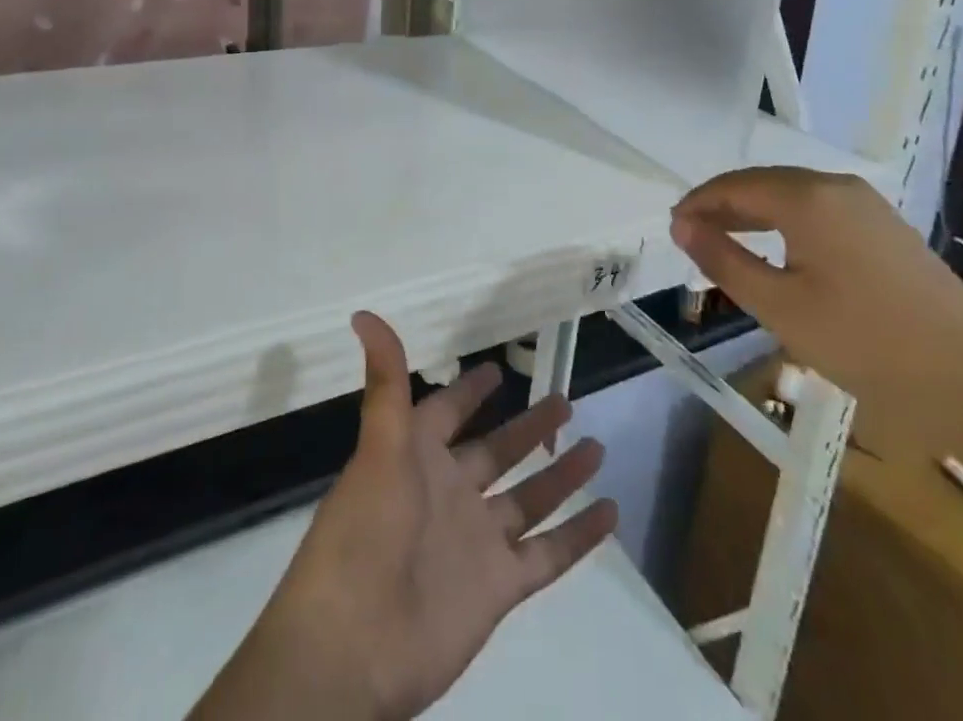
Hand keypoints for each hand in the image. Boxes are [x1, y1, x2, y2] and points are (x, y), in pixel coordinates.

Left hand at [190, 313, 617, 720]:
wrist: (353, 648)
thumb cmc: (363, 533)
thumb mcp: (378, 447)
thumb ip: (384, 381)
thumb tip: (363, 313)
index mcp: (416, 457)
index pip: (447, 412)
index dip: (469, 391)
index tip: (496, 369)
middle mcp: (449, 492)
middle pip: (497, 451)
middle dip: (528, 427)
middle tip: (563, 400)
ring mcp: (476, 540)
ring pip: (528, 497)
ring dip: (560, 473)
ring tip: (595, 445)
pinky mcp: (498, 586)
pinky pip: (548, 552)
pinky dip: (578, 533)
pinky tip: (609, 510)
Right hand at [671, 168, 962, 459]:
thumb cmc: (865, 344)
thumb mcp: (779, 306)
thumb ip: (724, 259)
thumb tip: (681, 226)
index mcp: (808, 197)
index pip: (735, 186)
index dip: (699, 203)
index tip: (672, 227)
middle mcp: (837, 187)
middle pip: (764, 183)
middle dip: (724, 205)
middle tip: (692, 235)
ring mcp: (867, 205)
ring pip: (793, 195)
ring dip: (755, 213)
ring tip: (726, 241)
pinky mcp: (886, 227)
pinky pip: (820, 210)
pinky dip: (787, 222)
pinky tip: (779, 250)